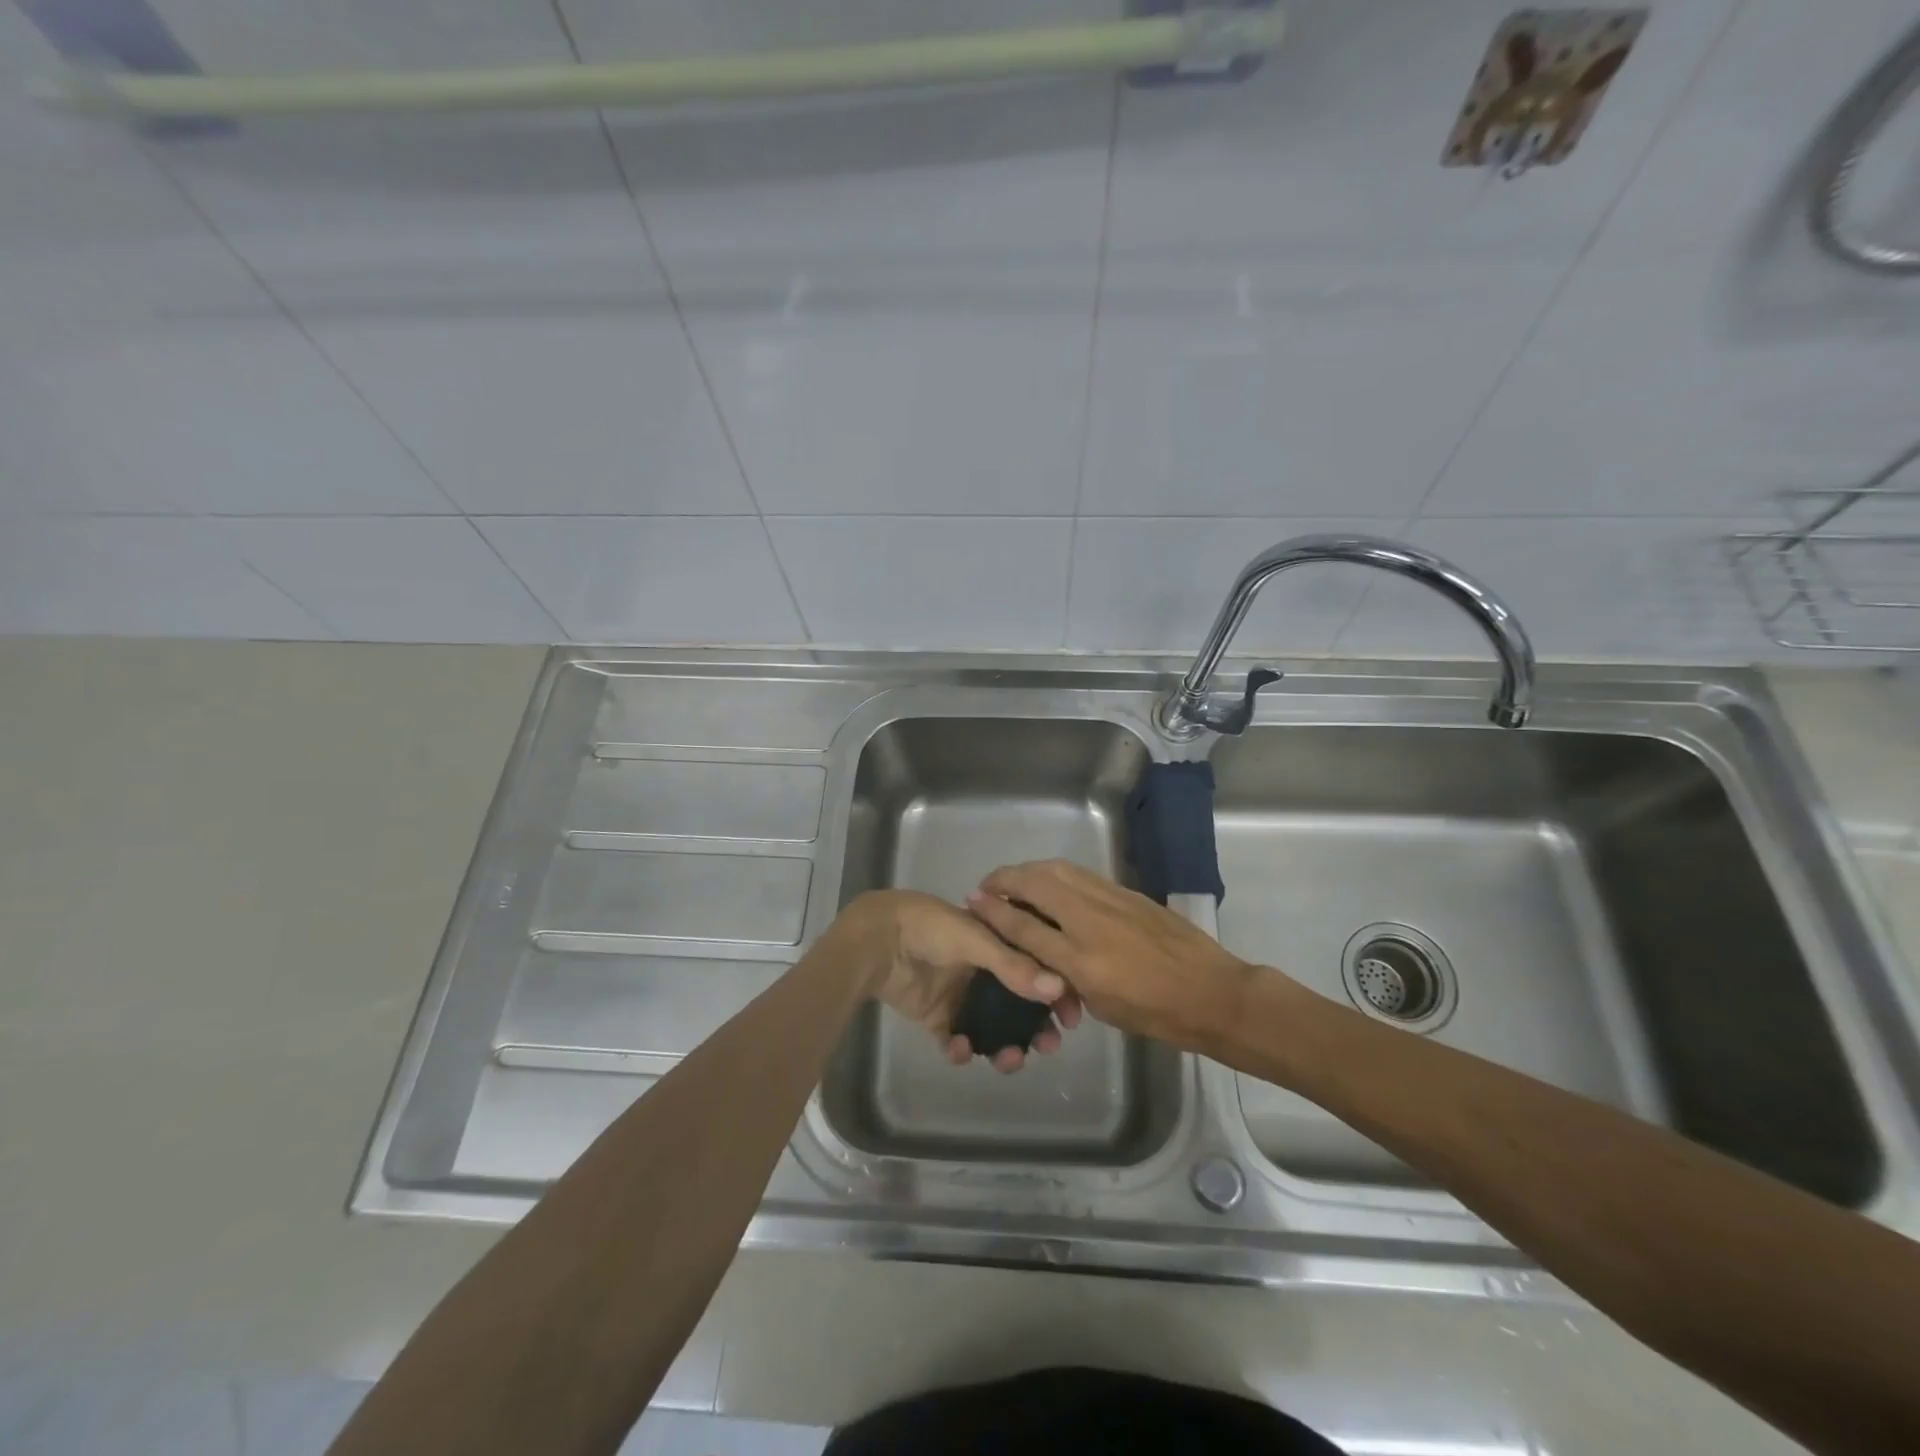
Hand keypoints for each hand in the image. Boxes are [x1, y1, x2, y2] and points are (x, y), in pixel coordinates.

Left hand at [848, 889, 1083, 1073]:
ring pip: (993, 1029)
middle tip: (1048, 1046)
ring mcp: (960, 995)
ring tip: (1007, 1059)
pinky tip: (959, 1049)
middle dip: (1036, 1028)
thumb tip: (1060, 990)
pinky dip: (962, 1050)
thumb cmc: (930, 928)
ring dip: (1004, 1046)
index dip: (1057, 993)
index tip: (1072, 1018)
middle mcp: (983, 971)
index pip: (1037, 969)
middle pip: (1019, 1005)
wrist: (877, 939)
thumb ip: (1014, 966)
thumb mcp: (976, 939)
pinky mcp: (936, 1016)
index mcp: (997, 943)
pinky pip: (957, 1041)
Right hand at [965, 860, 1253, 1051]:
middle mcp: (1088, 921)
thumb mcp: (1101, 1005)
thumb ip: (1066, 976)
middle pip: (1035, 884)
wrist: (1213, 993)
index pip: (1024, 926)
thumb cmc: (1156, 1014)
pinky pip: (1081, 875)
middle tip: (989, 884)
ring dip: (1029, 870)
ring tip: (1015, 879)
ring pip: (1057, 870)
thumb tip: (1045, 955)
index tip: (973, 899)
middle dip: (1005, 878)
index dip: (994, 910)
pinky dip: (1056, 873)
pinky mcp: (1126, 892)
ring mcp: (1109, 900)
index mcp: (1079, 959)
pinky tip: (1052, 882)